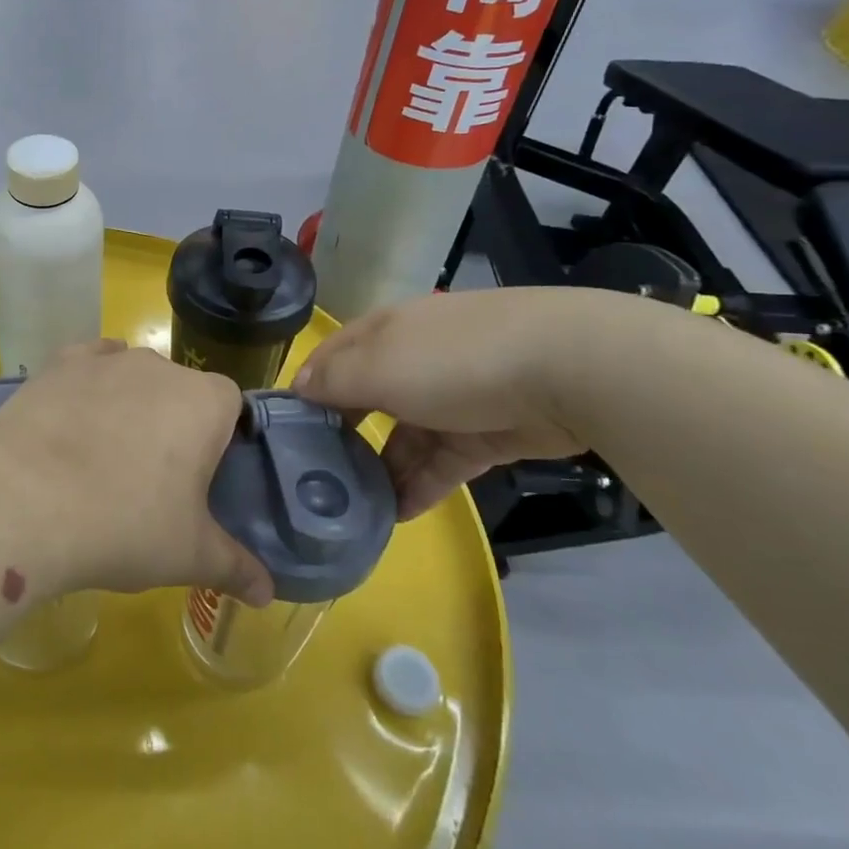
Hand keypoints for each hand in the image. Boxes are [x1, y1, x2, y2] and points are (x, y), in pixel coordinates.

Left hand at [0, 342, 273, 605]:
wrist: (24, 500)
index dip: (221, 440)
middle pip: (181, 391)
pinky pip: (88, 366)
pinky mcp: (60, 363)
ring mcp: (107, 359)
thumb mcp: (189, 556)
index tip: (202, 480)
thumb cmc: (124, 524)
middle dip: (175, 425)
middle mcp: (161, 366)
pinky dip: (88, 387)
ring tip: (104, 459)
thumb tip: (267, 592)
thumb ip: (235, 567)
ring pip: (134, 378)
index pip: (231, 407)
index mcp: (206, 402)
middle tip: (154, 480)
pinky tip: (74, 420)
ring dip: (131, 407)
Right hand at [293, 289, 593, 520]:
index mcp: (384, 333)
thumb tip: (297, 388)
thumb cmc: (452, 360)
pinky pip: (441, 462)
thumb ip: (332, 380)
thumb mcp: (377, 366)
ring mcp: (452, 397)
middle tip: (313, 477)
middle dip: (341, 435)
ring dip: (380, 469)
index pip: (331, 358)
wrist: (566, 369)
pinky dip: (418, 485)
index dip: (305, 389)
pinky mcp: (486, 433)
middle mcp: (413, 359)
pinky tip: (396, 516)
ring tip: (352, 507)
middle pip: (366, 399)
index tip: (282, 431)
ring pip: (404, 436)